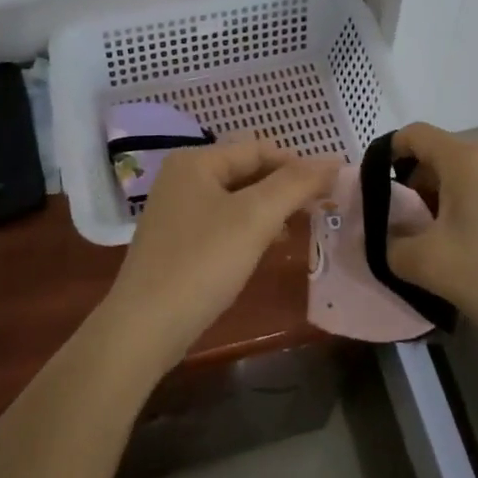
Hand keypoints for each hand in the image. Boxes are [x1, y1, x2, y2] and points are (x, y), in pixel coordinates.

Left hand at [102, 138, 338, 369]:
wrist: (144, 328)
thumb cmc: (202, 262)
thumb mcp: (255, 218)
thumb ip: (296, 184)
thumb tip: (333, 161)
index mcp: (196, 161)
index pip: (259, 149)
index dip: (298, 164)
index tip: (332, 187)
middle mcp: (183, 178)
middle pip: (247, 171)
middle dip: (285, 187)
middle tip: (321, 207)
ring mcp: (176, 211)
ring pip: (237, 199)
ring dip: (270, 208)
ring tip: (301, 225)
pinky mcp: (177, 242)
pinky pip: (223, 222)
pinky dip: (250, 228)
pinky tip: (269, 245)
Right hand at [390, 122, 477, 355]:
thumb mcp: (429, 265)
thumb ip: (393, 246)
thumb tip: (389, 239)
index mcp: (466, 158)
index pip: (414, 134)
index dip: (388, 156)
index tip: (379, 194)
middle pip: (441, 157)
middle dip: (416, 189)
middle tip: (408, 231)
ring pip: (468, 179)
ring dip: (445, 205)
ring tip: (441, 248)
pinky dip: (474, 214)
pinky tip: (477, 255)